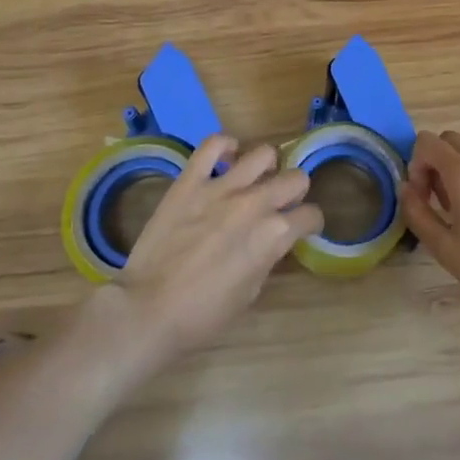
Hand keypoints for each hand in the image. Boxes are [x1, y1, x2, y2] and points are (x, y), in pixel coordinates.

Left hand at [108, 136, 323, 367]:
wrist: (148, 310)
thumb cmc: (202, 315)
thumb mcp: (250, 293)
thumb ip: (266, 256)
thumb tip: (270, 240)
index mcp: (274, 235)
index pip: (311, 215)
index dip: (310, 223)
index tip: (302, 228)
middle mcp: (255, 203)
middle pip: (296, 178)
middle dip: (295, 192)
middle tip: (281, 204)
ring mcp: (222, 187)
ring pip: (264, 154)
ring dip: (266, 168)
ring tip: (254, 180)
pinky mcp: (191, 180)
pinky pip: (213, 145)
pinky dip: (225, 146)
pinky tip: (226, 158)